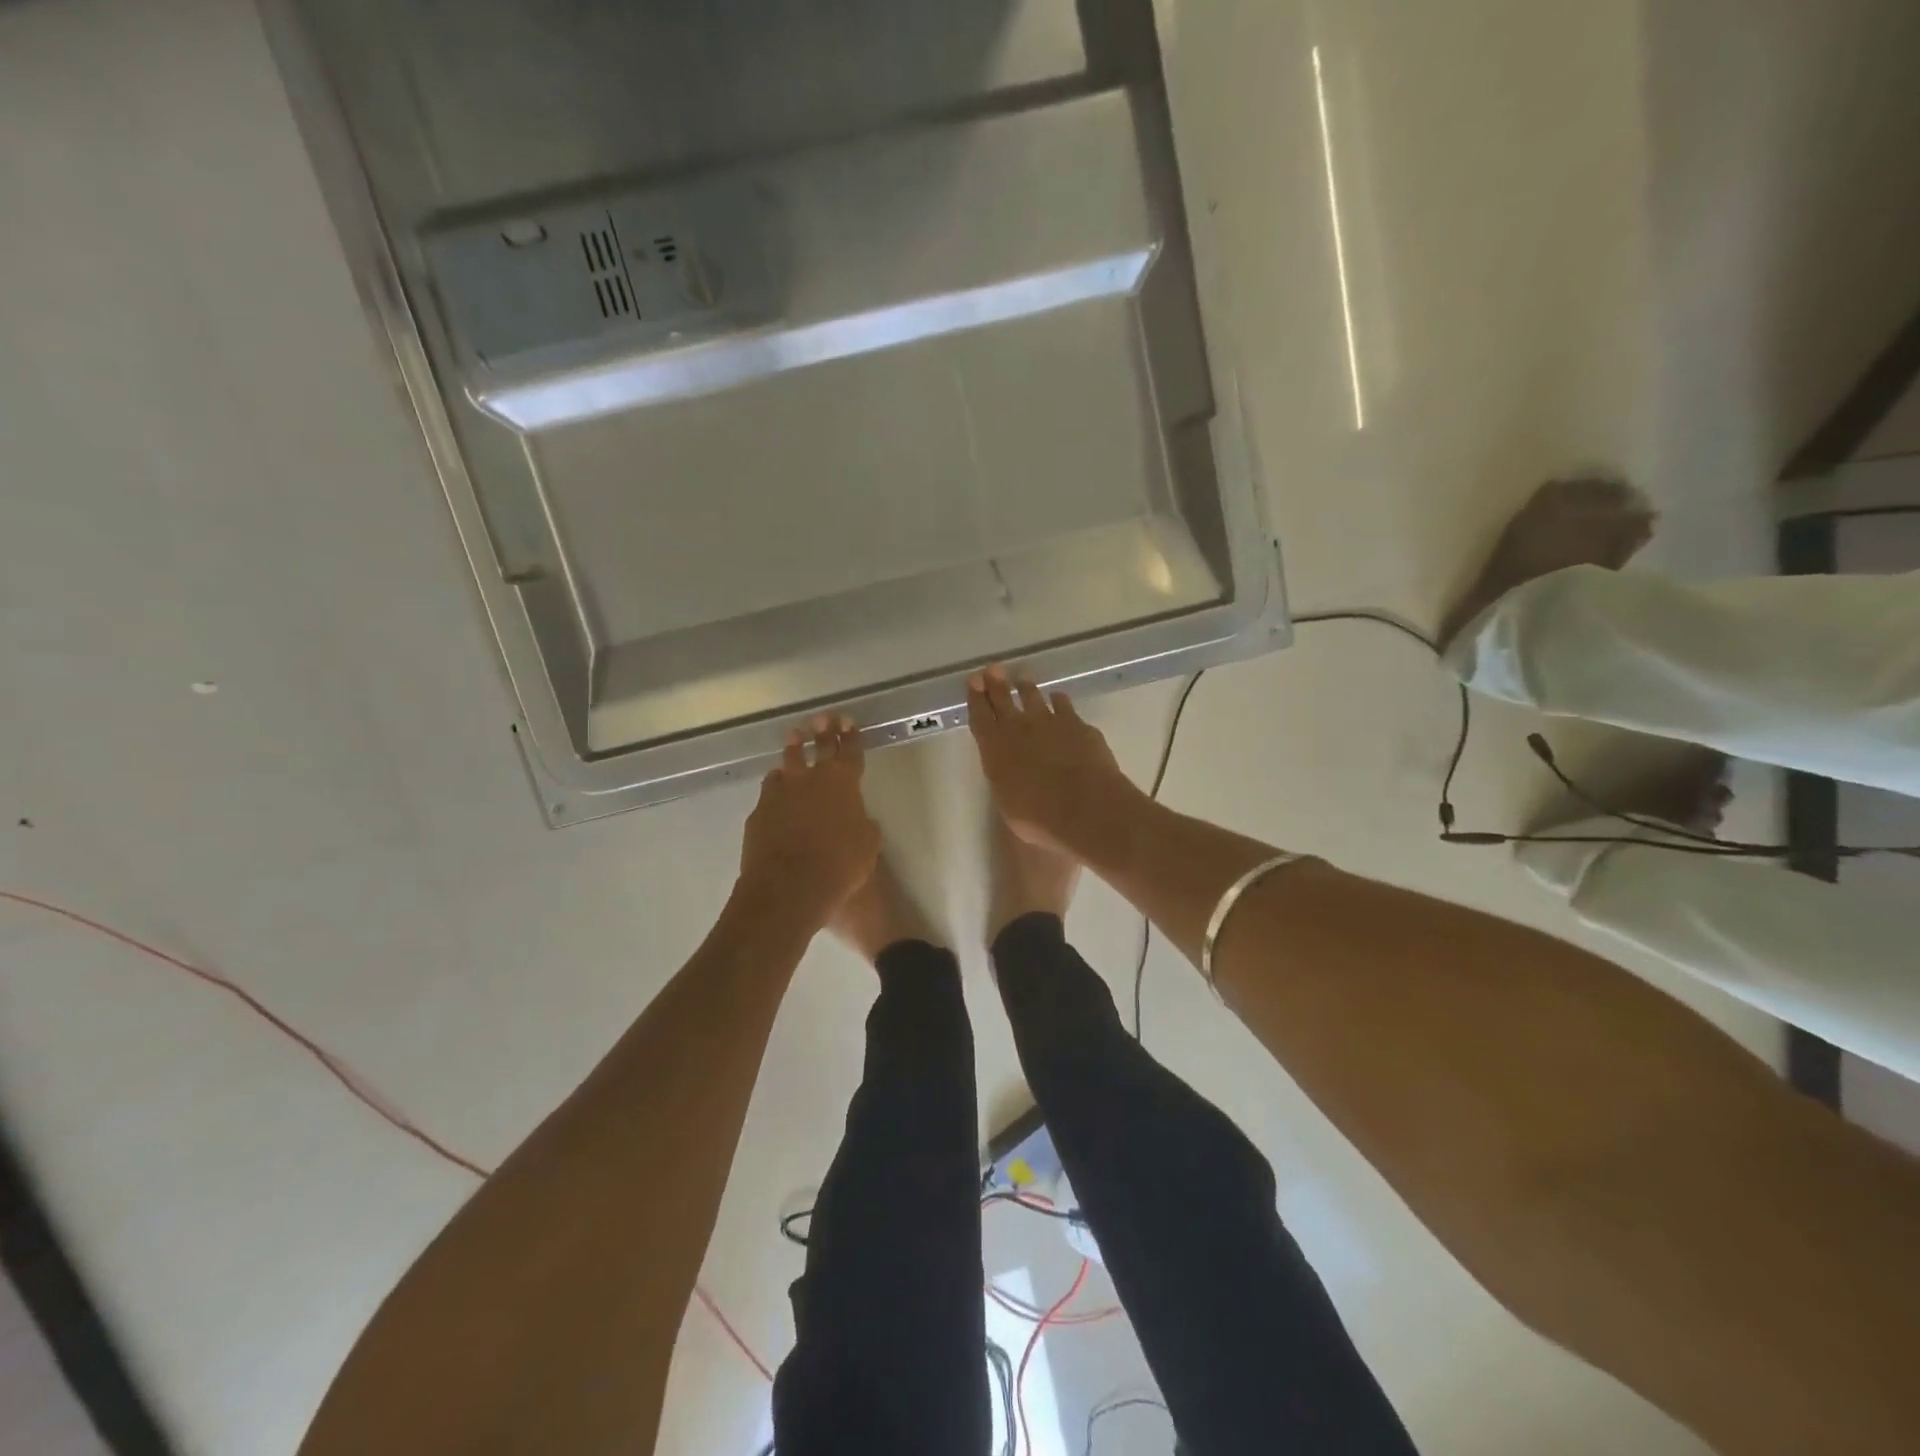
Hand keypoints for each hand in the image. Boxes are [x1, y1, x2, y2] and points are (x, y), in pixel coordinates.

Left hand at [739, 718, 880, 930]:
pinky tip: (776, 780)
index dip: (852, 736)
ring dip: (794, 748)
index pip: (851, 752)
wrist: (789, 885)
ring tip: (794, 736)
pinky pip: (771, 787)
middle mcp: (813, 779)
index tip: (849, 721)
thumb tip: (857, 818)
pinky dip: (776, 781)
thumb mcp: (868, 845)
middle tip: (823, 717)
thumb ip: (863, 824)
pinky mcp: (761, 809)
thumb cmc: (839, 866)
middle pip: (819, 748)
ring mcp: (783, 791)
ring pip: (789, 761)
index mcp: (845, 783)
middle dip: (824, 731)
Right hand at [967, 667, 1136, 857]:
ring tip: (1023, 681)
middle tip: (994, 669)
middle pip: (1003, 698)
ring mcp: (1051, 721)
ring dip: (1026, 688)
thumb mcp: (1008, 803)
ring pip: (1034, 696)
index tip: (974, 681)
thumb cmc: (1038, 817)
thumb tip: (1008, 773)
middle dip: (996, 683)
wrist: (1086, 808)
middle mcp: (1019, 727)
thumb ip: (1005, 780)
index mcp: (995, 747)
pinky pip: (1064, 705)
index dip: (975, 697)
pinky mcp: (1078, 724)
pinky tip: (1059, 699)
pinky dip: (1059, 701)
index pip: (979, 715)